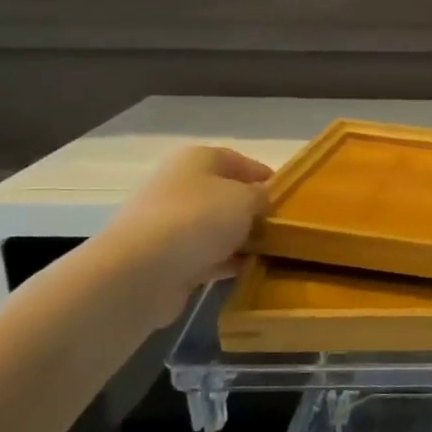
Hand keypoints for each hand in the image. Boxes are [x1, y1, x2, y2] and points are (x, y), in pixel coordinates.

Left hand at [96, 145, 271, 326]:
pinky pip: (206, 255)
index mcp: (196, 160)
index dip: (265, 176)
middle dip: (253, 211)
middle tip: (282, 227)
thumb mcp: (246, 199)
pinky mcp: (167, 258)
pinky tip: (249, 270)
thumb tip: (261, 202)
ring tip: (272, 252)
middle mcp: (180, 186)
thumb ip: (262, 196)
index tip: (289, 197)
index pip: (238, 161)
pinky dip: (226, 261)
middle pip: (225, 195)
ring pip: (216, 227)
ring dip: (241, 238)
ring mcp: (170, 224)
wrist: (142, 271)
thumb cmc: (199, 219)